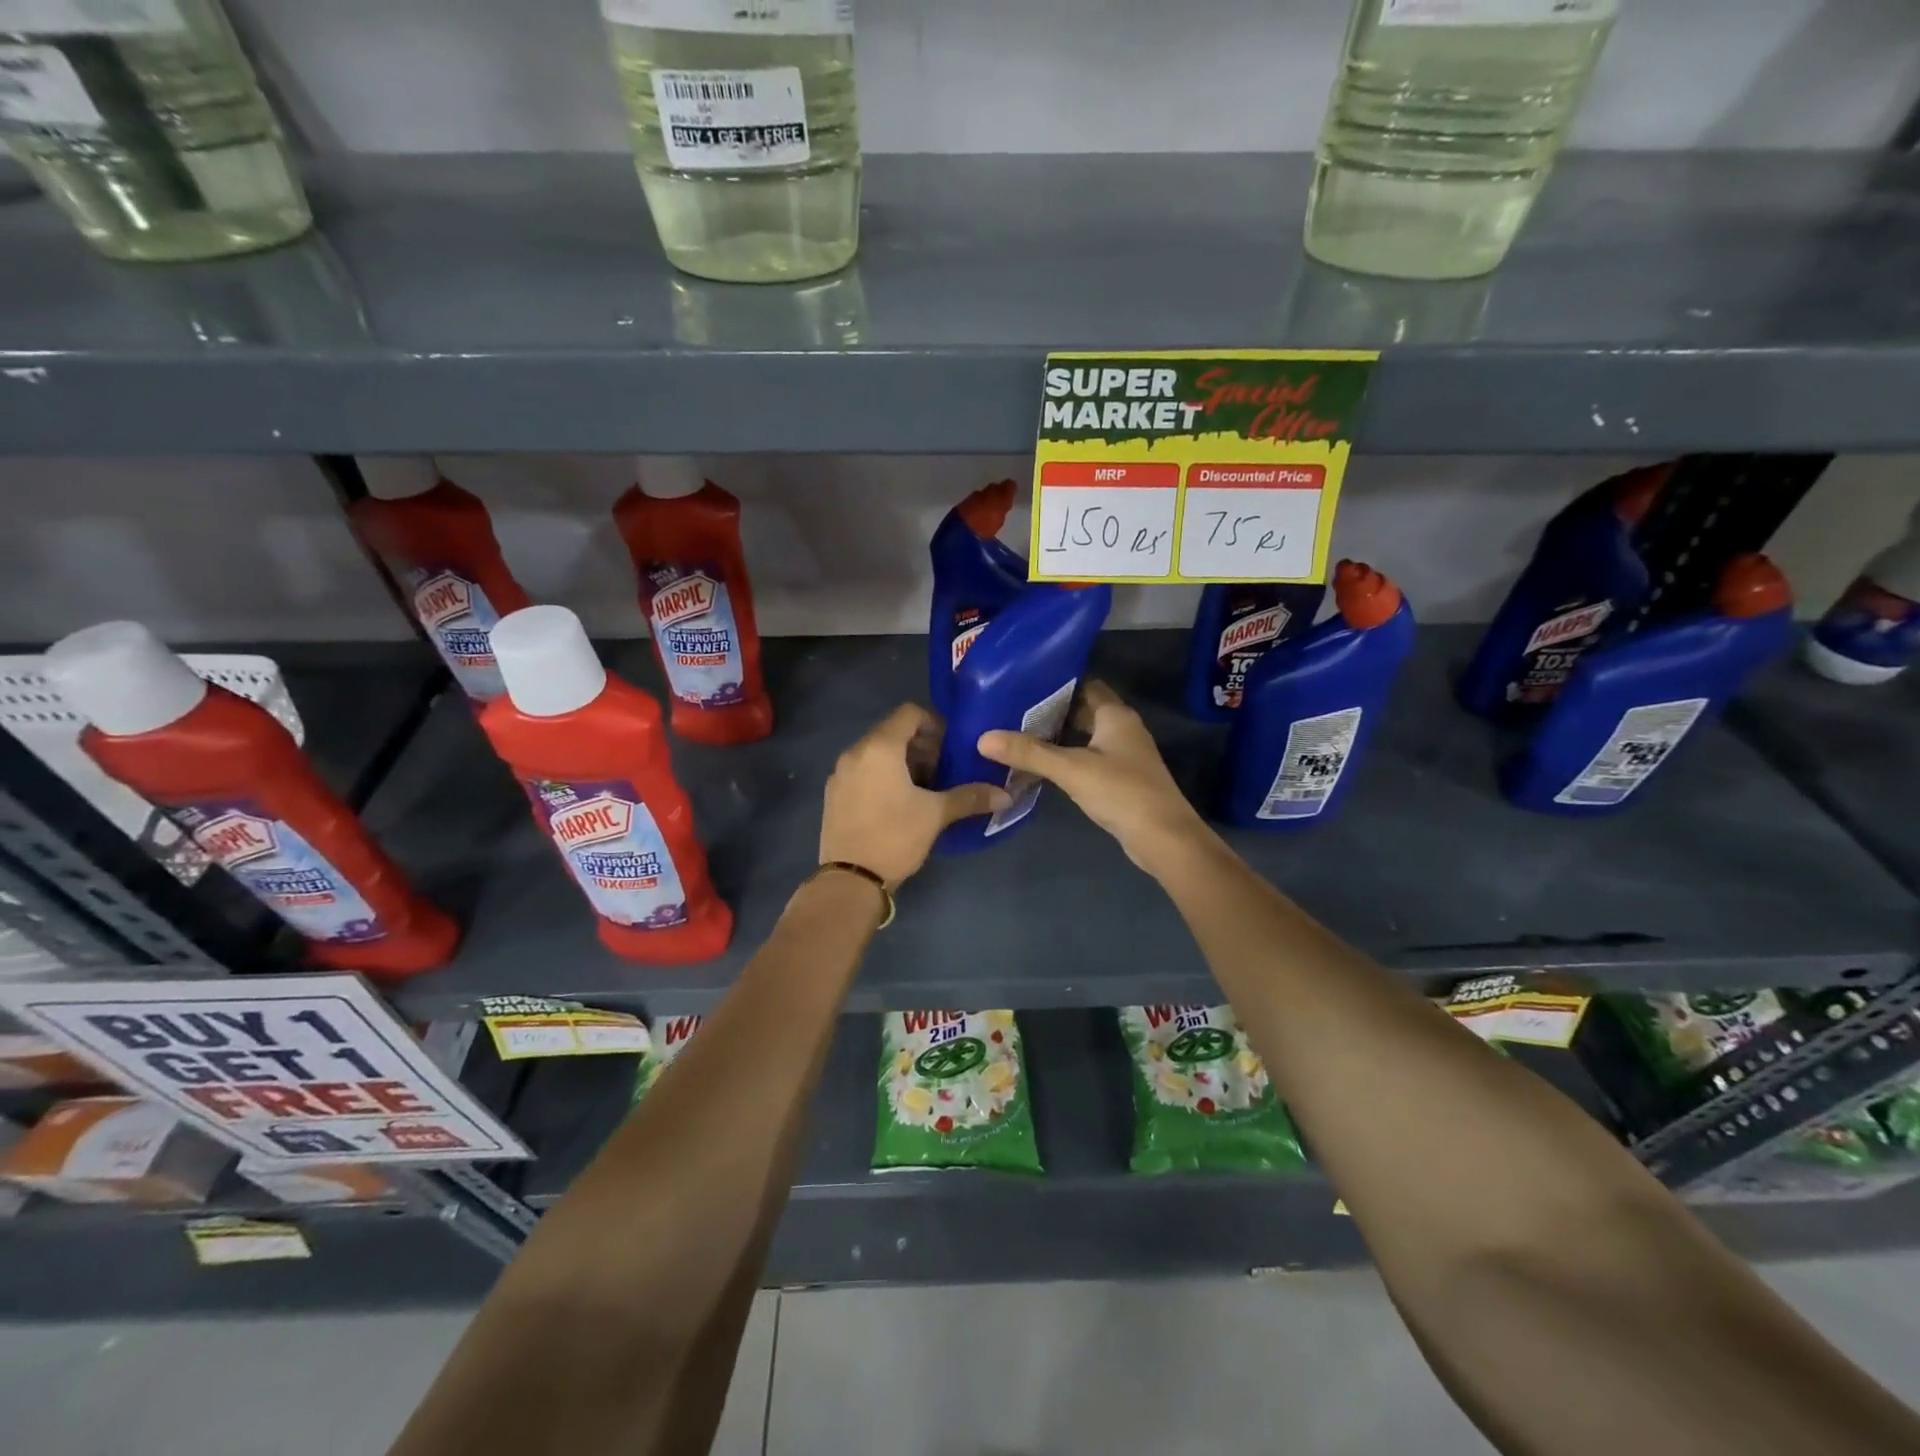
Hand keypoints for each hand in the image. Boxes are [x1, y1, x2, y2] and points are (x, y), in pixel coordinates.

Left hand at [820, 704, 1011, 886]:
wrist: (849, 880)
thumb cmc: (894, 837)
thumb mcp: (936, 815)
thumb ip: (970, 797)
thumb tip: (1005, 795)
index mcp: (879, 748)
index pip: (909, 713)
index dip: (935, 723)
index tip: (952, 746)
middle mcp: (855, 752)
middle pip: (893, 732)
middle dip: (921, 745)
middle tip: (943, 769)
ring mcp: (840, 773)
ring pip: (877, 752)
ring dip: (903, 762)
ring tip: (925, 788)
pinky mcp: (834, 794)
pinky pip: (863, 771)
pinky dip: (883, 776)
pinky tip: (899, 803)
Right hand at [977, 681, 1210, 874]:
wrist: (1163, 838)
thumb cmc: (1121, 792)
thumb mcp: (1071, 769)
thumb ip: (1029, 752)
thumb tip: (983, 738)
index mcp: (1116, 715)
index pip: (1085, 685)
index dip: (1056, 683)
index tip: (1023, 684)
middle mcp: (1122, 728)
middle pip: (1083, 711)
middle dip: (1051, 711)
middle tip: (1012, 711)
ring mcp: (1123, 755)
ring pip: (1084, 737)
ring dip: (1058, 737)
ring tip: (1018, 735)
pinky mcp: (1120, 779)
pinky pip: (1088, 759)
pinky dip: (1067, 758)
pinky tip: (1042, 766)